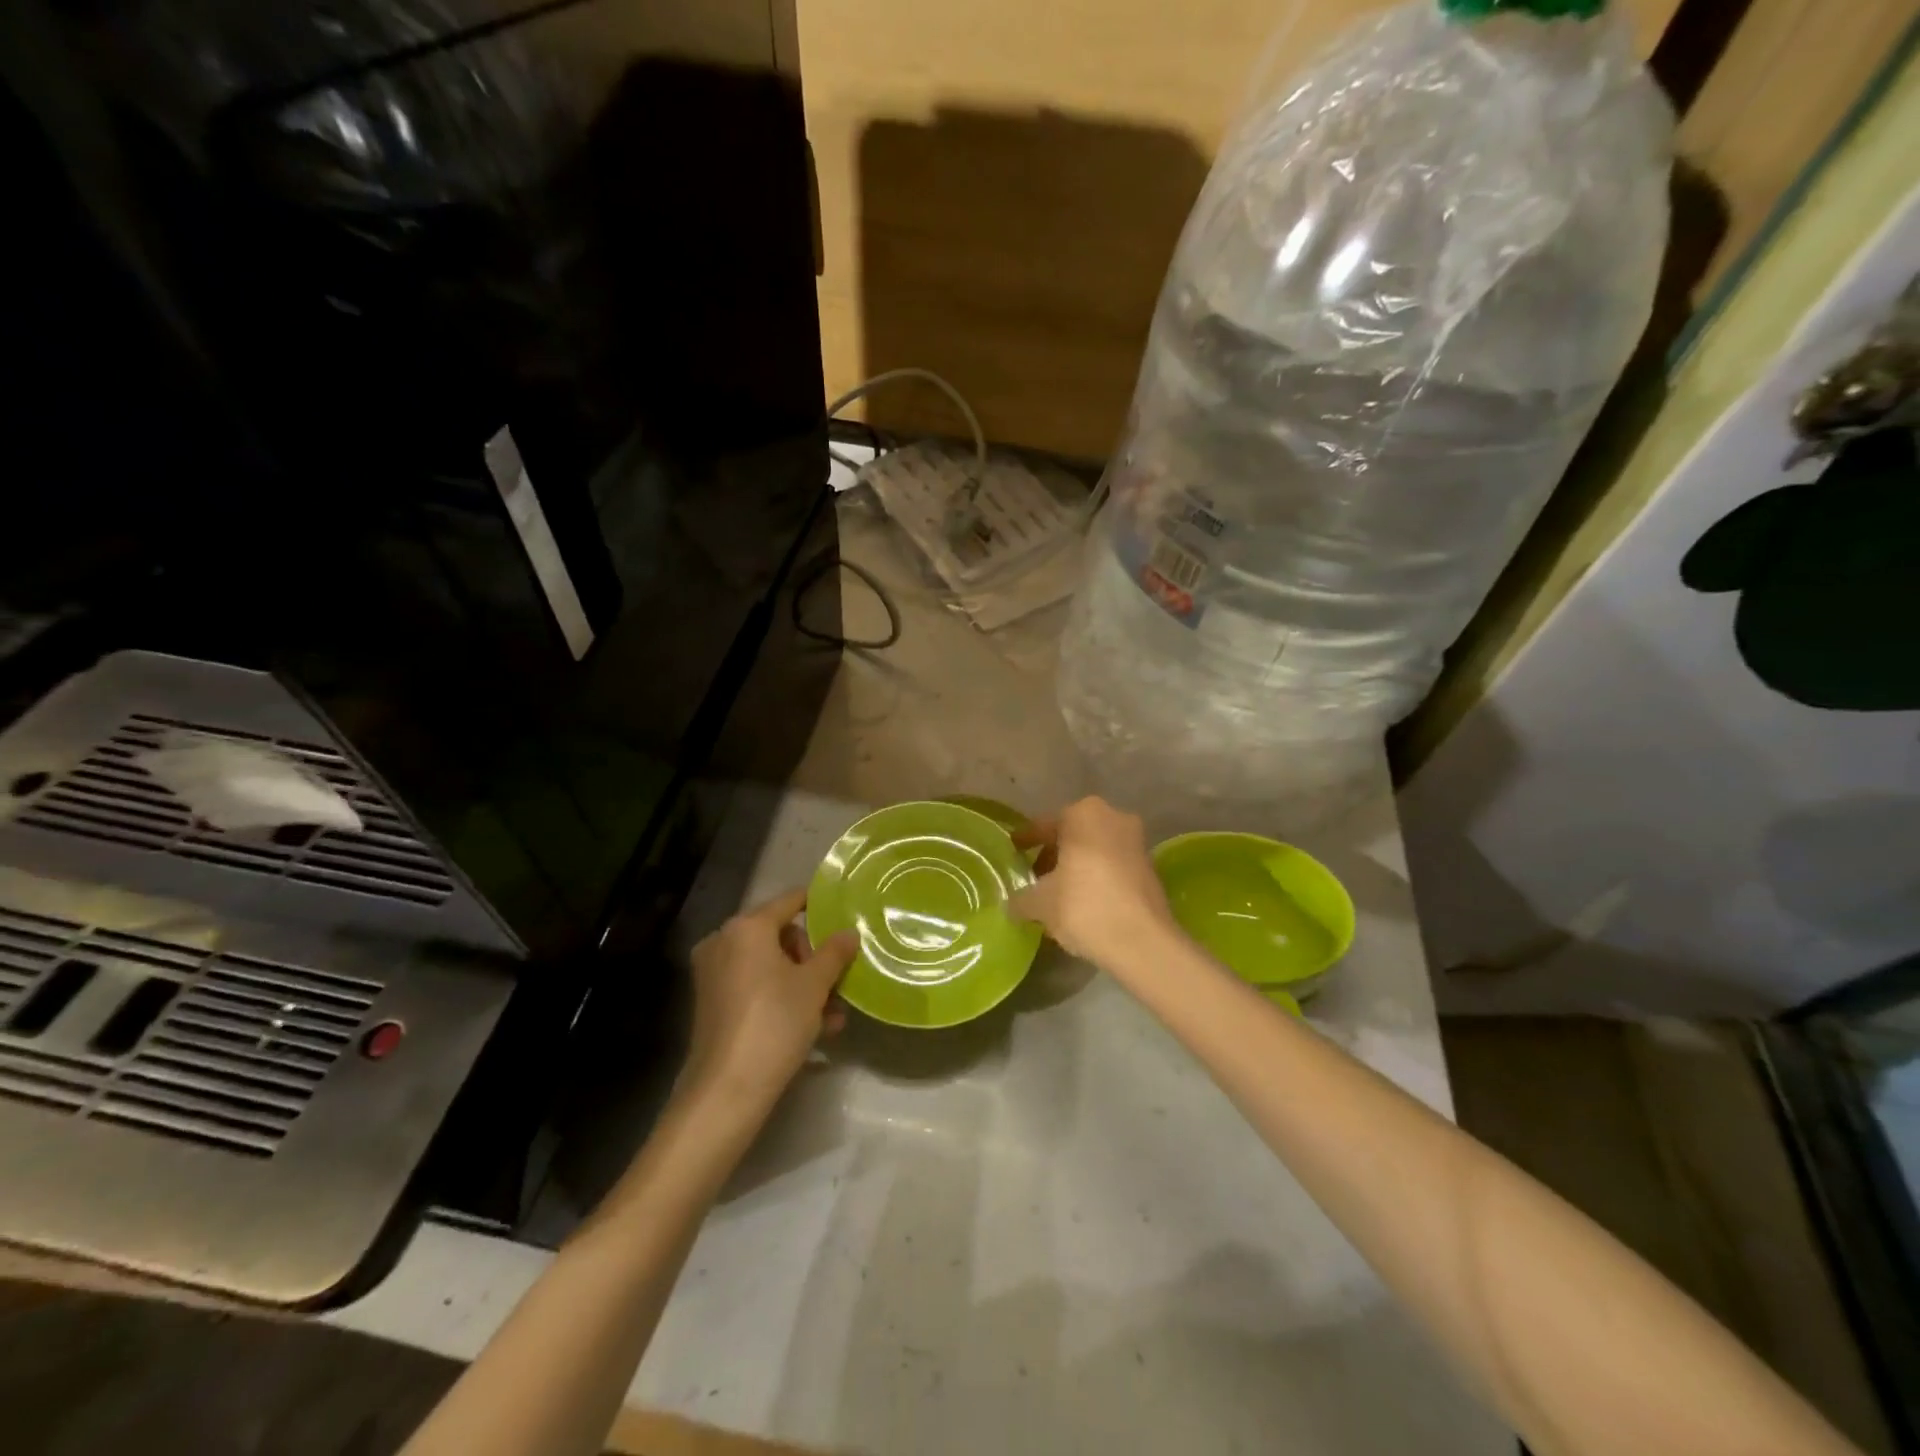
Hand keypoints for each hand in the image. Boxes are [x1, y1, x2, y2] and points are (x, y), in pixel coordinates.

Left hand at [682, 888, 858, 1115]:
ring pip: (769, 966)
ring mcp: (714, 974)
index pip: (790, 901)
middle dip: (812, 957)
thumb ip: (834, 952)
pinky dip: (782, 998)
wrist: (727, 1089)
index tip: (843, 911)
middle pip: (779, 935)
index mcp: (747, 927)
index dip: (818, 904)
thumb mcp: (815, 985)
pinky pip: (755, 987)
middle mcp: (724, 942)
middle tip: (836, 980)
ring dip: (803, 984)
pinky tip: (816, 1027)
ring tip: (835, 1013)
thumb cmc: (775, 1021)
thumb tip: (849, 932)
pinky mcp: (712, 1004)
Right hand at [1008, 797, 1175, 968]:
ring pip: (1094, 851)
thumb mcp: (1040, 903)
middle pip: (1072, 836)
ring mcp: (1136, 841)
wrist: (1143, 942)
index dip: (1026, 841)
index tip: (1013, 851)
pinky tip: (1083, 903)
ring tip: (1057, 894)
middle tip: (1034, 878)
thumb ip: (1021, 898)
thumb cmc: (1084, 907)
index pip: (1044, 826)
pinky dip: (1096, 878)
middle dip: (1053, 856)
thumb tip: (1014, 904)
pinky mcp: (1150, 868)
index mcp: (1083, 814)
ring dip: (1076, 867)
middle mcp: (1113, 817)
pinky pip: (1112, 867)